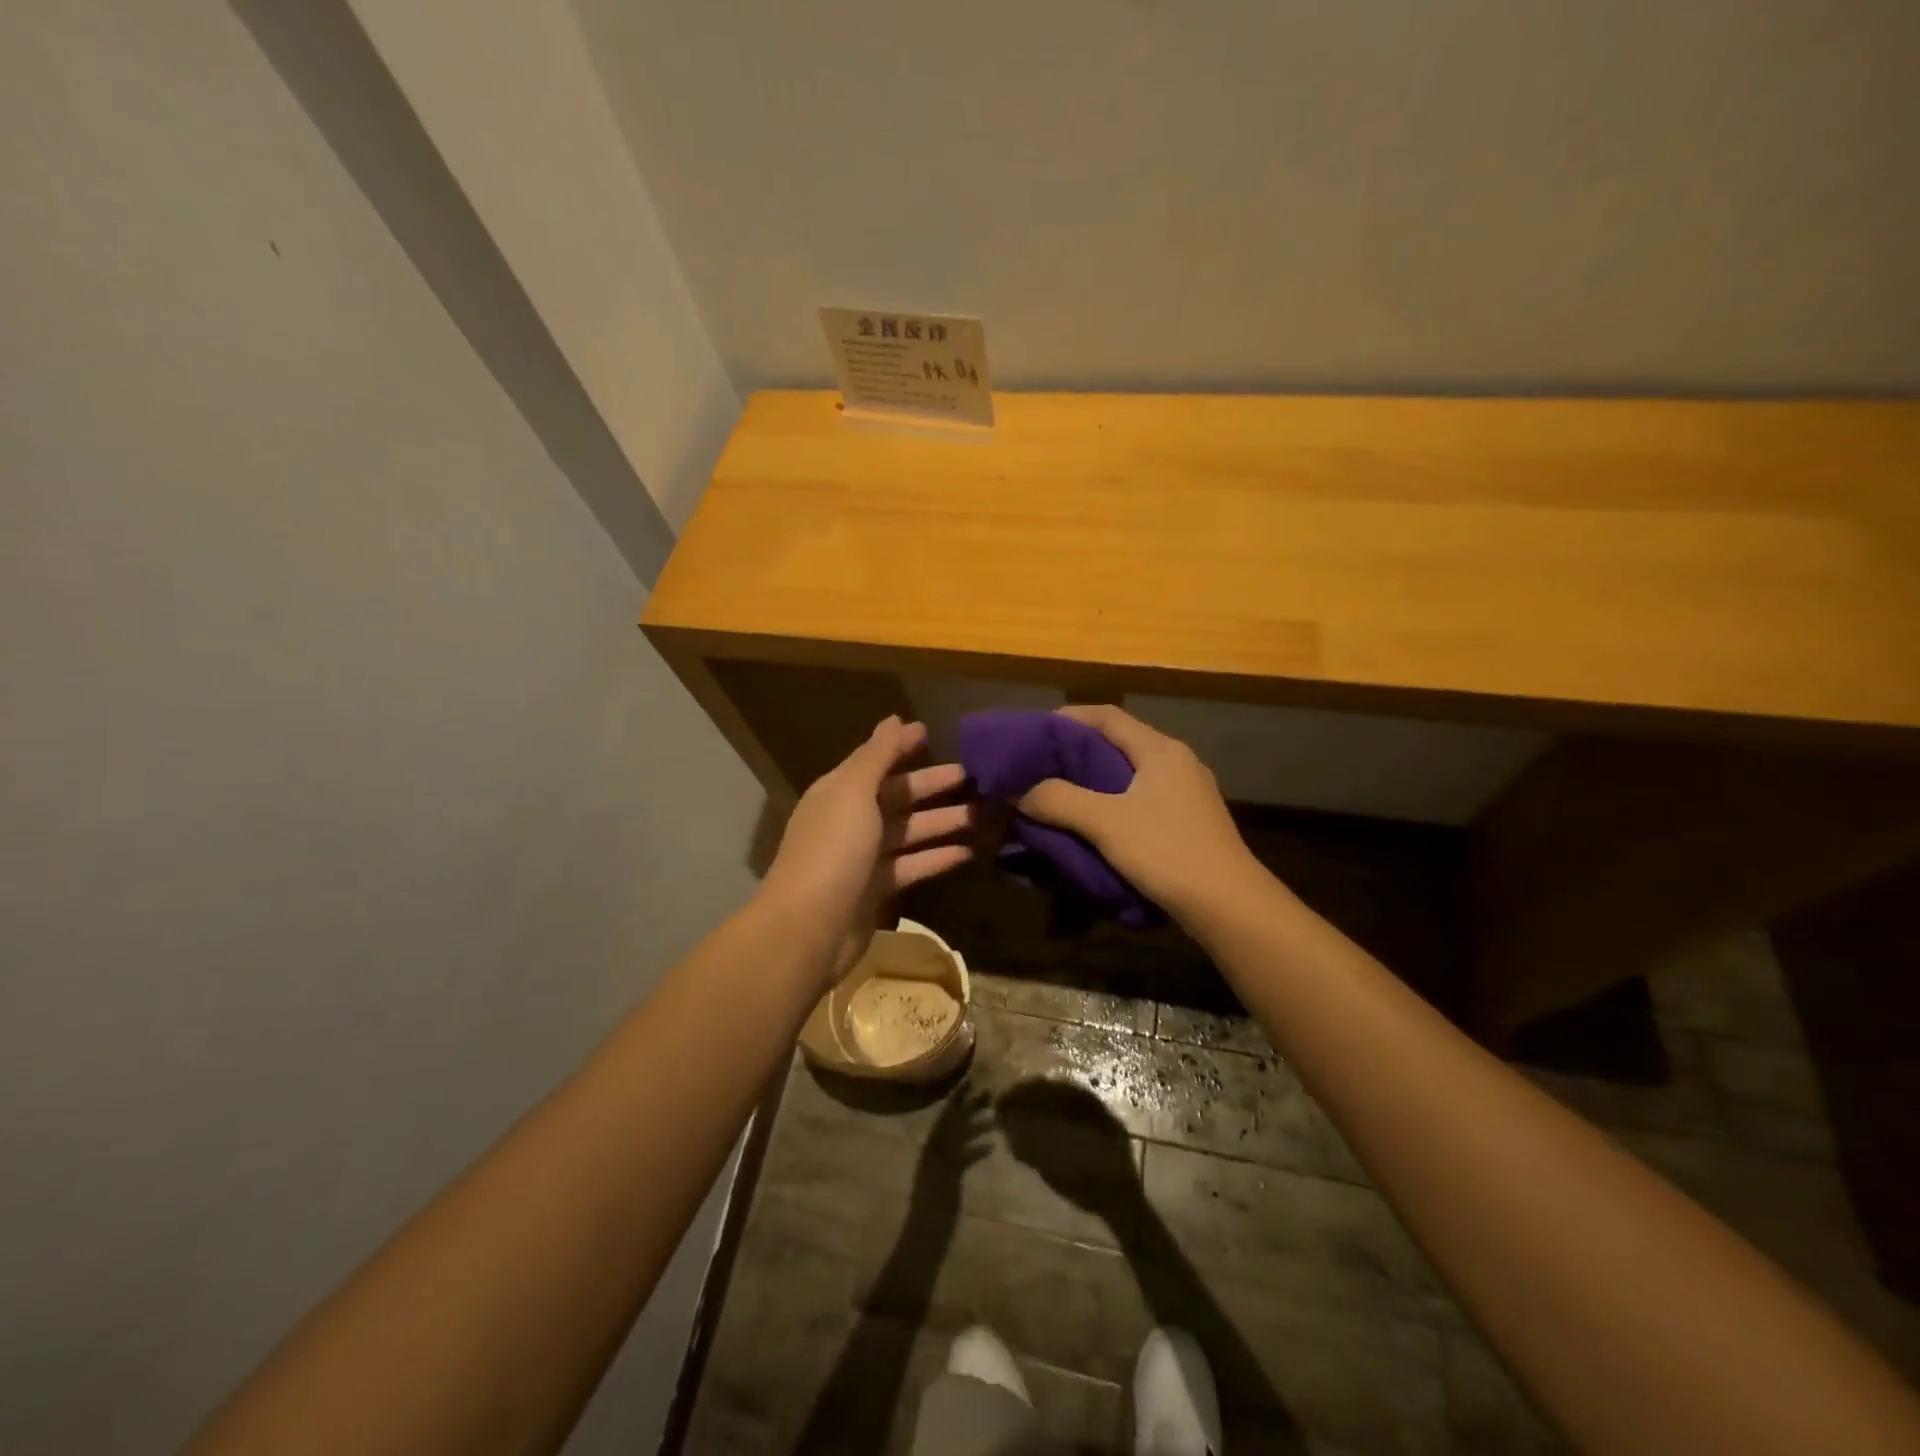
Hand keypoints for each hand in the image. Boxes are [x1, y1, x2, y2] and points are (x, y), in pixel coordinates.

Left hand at [762, 716, 974, 987]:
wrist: (810, 926)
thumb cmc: (833, 849)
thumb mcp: (854, 792)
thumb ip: (877, 755)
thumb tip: (893, 719)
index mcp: (838, 792)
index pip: (875, 761)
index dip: (901, 746)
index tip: (931, 733)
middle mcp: (849, 820)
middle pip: (896, 796)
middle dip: (930, 785)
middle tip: (970, 776)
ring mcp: (862, 857)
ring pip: (908, 832)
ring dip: (940, 822)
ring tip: (979, 814)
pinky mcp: (876, 890)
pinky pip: (912, 866)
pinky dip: (937, 857)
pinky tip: (968, 852)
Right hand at [1016, 705, 1256, 920]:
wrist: (1228, 905)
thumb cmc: (1166, 851)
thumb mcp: (1105, 823)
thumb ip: (1059, 800)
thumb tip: (1019, 791)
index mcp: (1159, 749)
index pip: (1107, 716)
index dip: (1068, 718)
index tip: (1035, 733)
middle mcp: (1177, 761)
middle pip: (1119, 742)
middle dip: (1077, 751)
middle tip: (1040, 766)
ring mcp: (1188, 791)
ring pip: (1131, 772)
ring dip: (1094, 779)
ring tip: (1059, 794)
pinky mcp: (1190, 820)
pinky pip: (1142, 797)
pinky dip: (1113, 801)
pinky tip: (1095, 822)